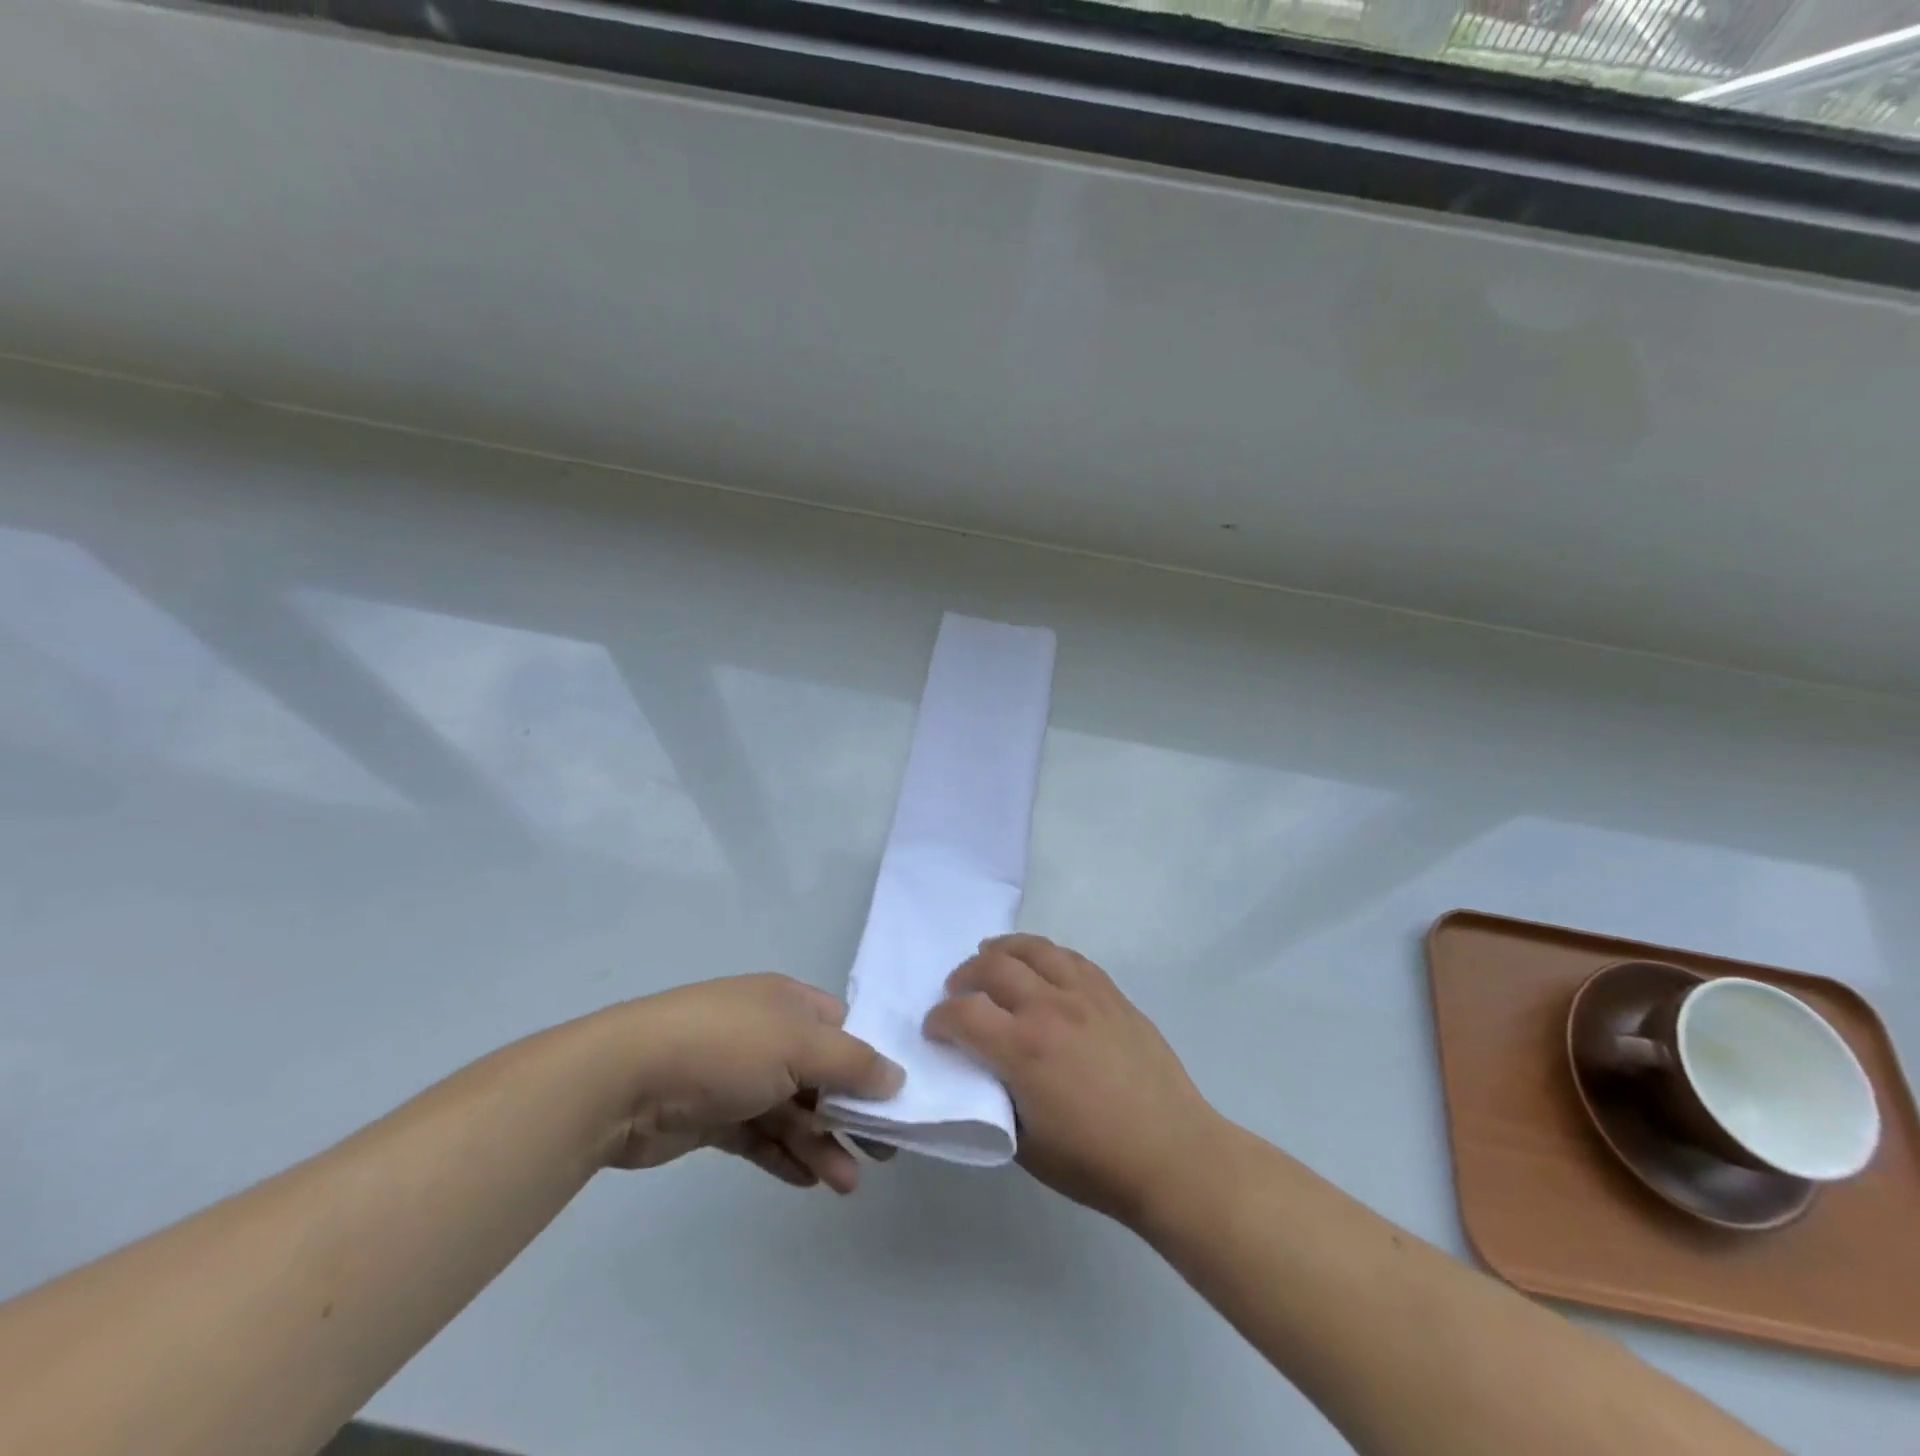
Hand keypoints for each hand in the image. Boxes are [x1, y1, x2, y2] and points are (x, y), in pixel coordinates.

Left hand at [603, 974, 902, 1193]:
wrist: (625, 1080)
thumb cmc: (724, 1047)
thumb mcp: (799, 1046)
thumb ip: (852, 1063)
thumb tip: (897, 1076)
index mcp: (788, 1002)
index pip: (843, 1028)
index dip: (871, 1061)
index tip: (898, 1100)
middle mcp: (767, 1033)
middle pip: (822, 1073)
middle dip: (851, 1112)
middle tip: (883, 1152)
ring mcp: (737, 1075)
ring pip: (793, 1111)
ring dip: (821, 1144)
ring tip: (846, 1184)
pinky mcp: (712, 1116)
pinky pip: (760, 1136)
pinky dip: (785, 1156)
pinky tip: (808, 1181)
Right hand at [924, 935, 1214, 1223]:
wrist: (1173, 1154)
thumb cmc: (1096, 1163)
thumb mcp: (1026, 1145)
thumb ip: (996, 1099)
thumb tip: (982, 1071)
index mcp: (1023, 1049)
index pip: (963, 1013)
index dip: (939, 1018)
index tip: (934, 1029)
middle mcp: (1050, 1008)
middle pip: (993, 967)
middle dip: (964, 976)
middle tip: (957, 991)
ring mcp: (1085, 995)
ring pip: (1033, 950)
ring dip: (1002, 950)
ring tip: (990, 958)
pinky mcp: (1112, 994)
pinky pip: (1070, 958)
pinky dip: (1044, 954)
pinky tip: (1039, 966)